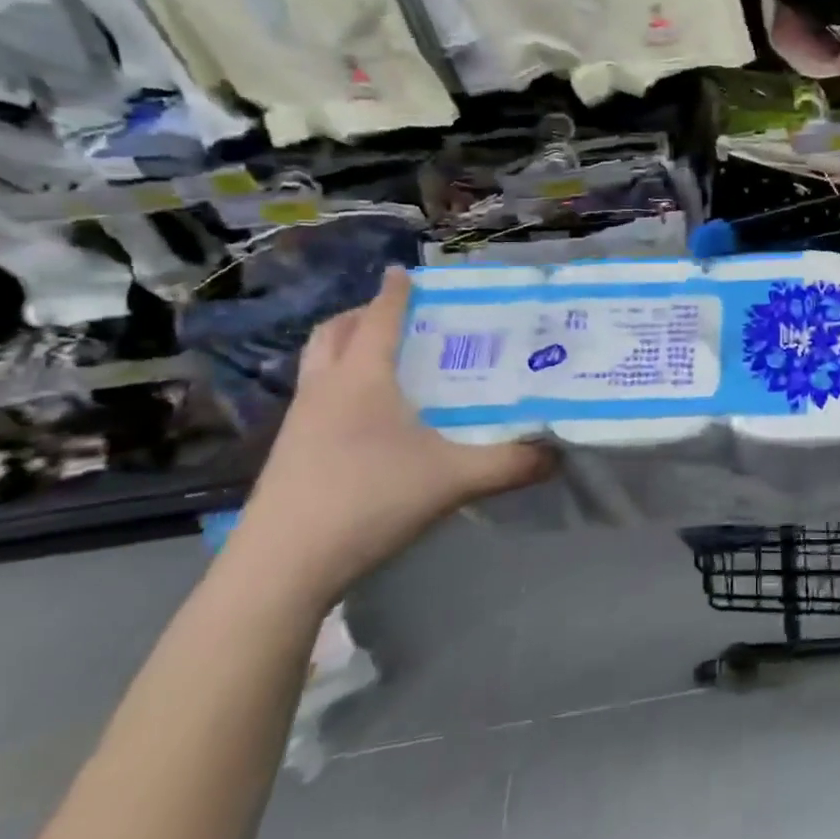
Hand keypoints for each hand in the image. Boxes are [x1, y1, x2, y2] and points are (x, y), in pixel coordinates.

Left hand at [226, 267, 553, 610]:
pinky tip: (365, 418)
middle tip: (397, 318)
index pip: (378, 318)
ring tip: (382, 361)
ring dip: (343, 349)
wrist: (282, 567)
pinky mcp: (288, 453)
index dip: (394, 292)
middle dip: (361, 315)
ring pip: (316, 364)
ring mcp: (299, 422)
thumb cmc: (369, 500)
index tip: (405, 271)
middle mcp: (325, 389)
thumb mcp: (454, 480)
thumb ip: (510, 464)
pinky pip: (312, 397)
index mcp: (362, 379)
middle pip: (333, 333)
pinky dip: (336, 386)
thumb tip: (558, 454)